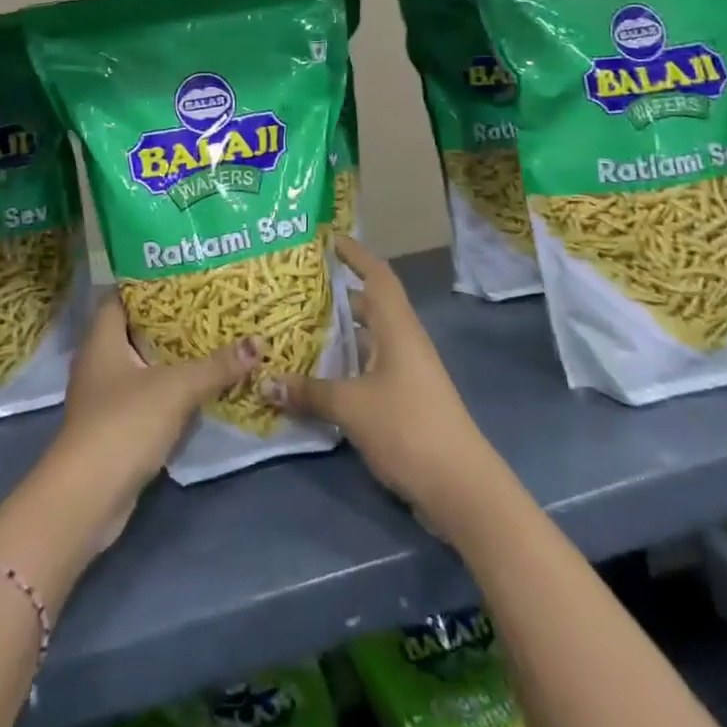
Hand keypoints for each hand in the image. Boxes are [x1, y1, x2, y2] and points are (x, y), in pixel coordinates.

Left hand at [48, 292, 260, 550]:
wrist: (87, 497)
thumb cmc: (123, 423)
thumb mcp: (176, 388)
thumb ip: (216, 365)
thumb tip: (258, 343)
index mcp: (101, 339)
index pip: (119, 297)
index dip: (147, 283)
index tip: (182, 274)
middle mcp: (97, 362)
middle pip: (134, 330)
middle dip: (168, 320)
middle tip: (207, 305)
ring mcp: (103, 397)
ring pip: (140, 364)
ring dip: (170, 356)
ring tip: (209, 339)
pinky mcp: (114, 427)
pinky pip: (144, 395)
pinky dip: (167, 388)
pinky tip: (197, 385)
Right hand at [263, 236, 498, 529]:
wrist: (461, 488)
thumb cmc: (408, 428)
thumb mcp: (351, 407)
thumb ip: (308, 392)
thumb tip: (265, 381)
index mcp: (397, 327)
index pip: (376, 274)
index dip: (354, 253)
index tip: (326, 237)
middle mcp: (403, 341)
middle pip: (368, 305)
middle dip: (335, 295)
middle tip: (294, 290)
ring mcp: (406, 371)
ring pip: (366, 339)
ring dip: (337, 334)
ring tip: (295, 329)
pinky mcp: (404, 400)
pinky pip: (368, 368)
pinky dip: (344, 366)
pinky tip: (315, 377)